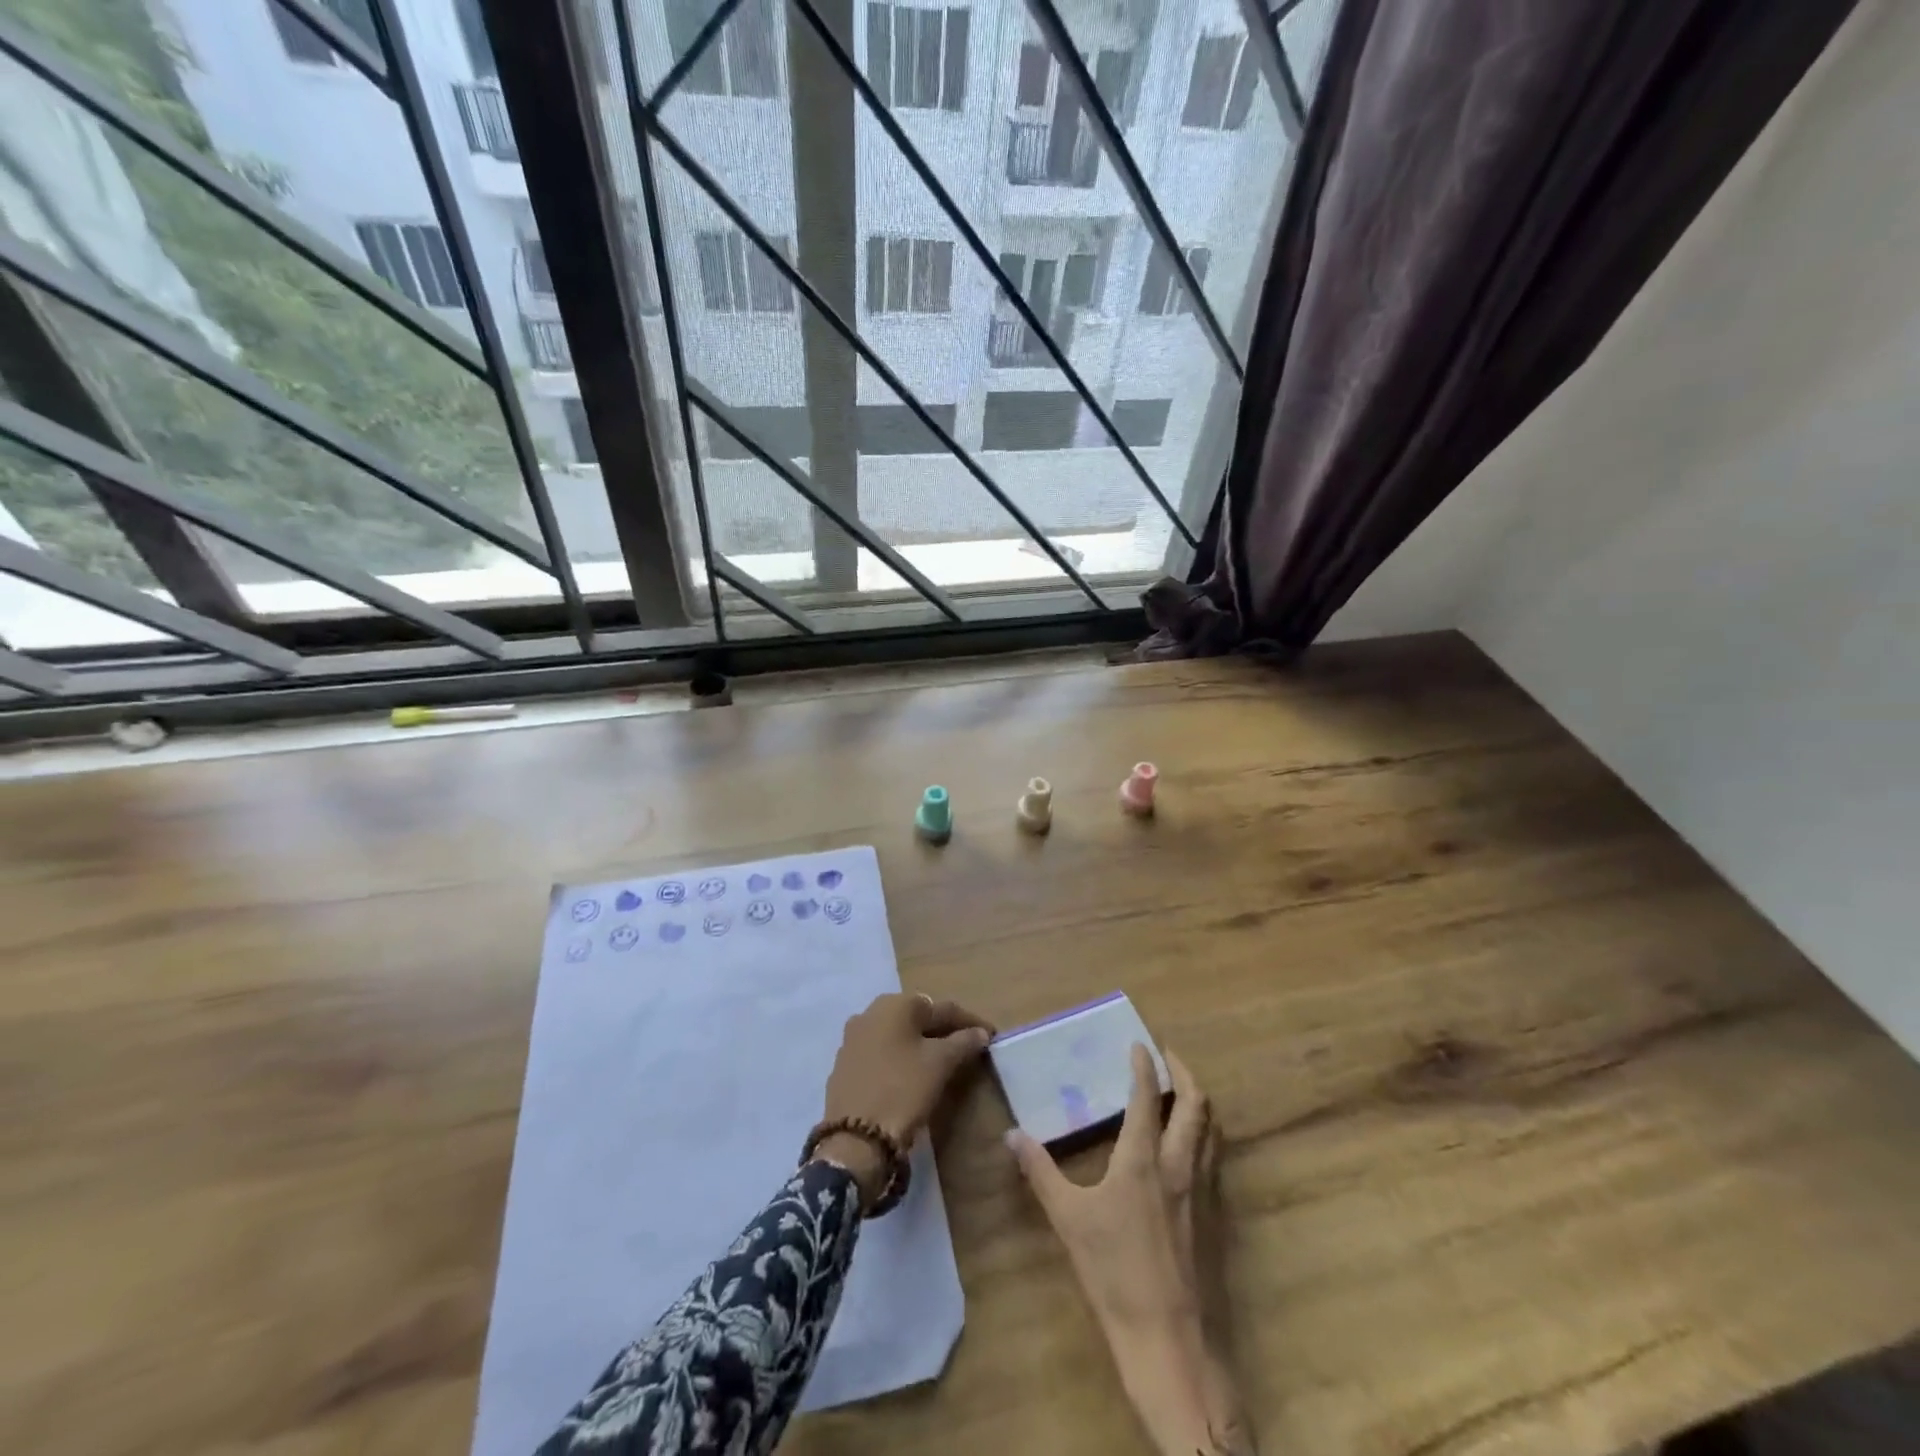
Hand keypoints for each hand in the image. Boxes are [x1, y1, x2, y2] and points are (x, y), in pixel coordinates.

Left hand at [814, 993, 993, 1206]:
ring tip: (944, 1061)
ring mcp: (853, 1038)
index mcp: (895, 1004)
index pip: (942, 1008)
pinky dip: (901, 1058)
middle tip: (968, 1047)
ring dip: (921, 1044)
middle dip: (944, 1031)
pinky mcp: (845, 1064)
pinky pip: (882, 1053)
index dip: (970, 1022)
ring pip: (898, 1035)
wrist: (854, 1139)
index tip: (990, 1035)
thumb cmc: (902, 1090)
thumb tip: (980, 1033)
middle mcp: (870, 1012)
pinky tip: (912, 1075)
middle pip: (918, 1018)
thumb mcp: (940, 1064)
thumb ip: (963, 1042)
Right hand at [1008, 1046, 1247, 1455]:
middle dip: (1184, 1074)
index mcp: (1143, 1159)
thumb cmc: (1115, 1274)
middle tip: (1168, 1058)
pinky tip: (1189, 1148)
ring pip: (1211, 1130)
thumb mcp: (1069, 1220)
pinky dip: (1205, 1135)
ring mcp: (1203, 1192)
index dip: (1145, 1066)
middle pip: (1196, 1105)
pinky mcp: (1215, 1218)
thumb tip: (1011, 1135)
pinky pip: (1214, 1159)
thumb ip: (1041, 1172)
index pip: (1148, 1097)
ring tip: (1182, 1092)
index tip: (1140, 1044)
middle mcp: (1180, 1165)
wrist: (1170, 1341)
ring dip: (1199, 1102)